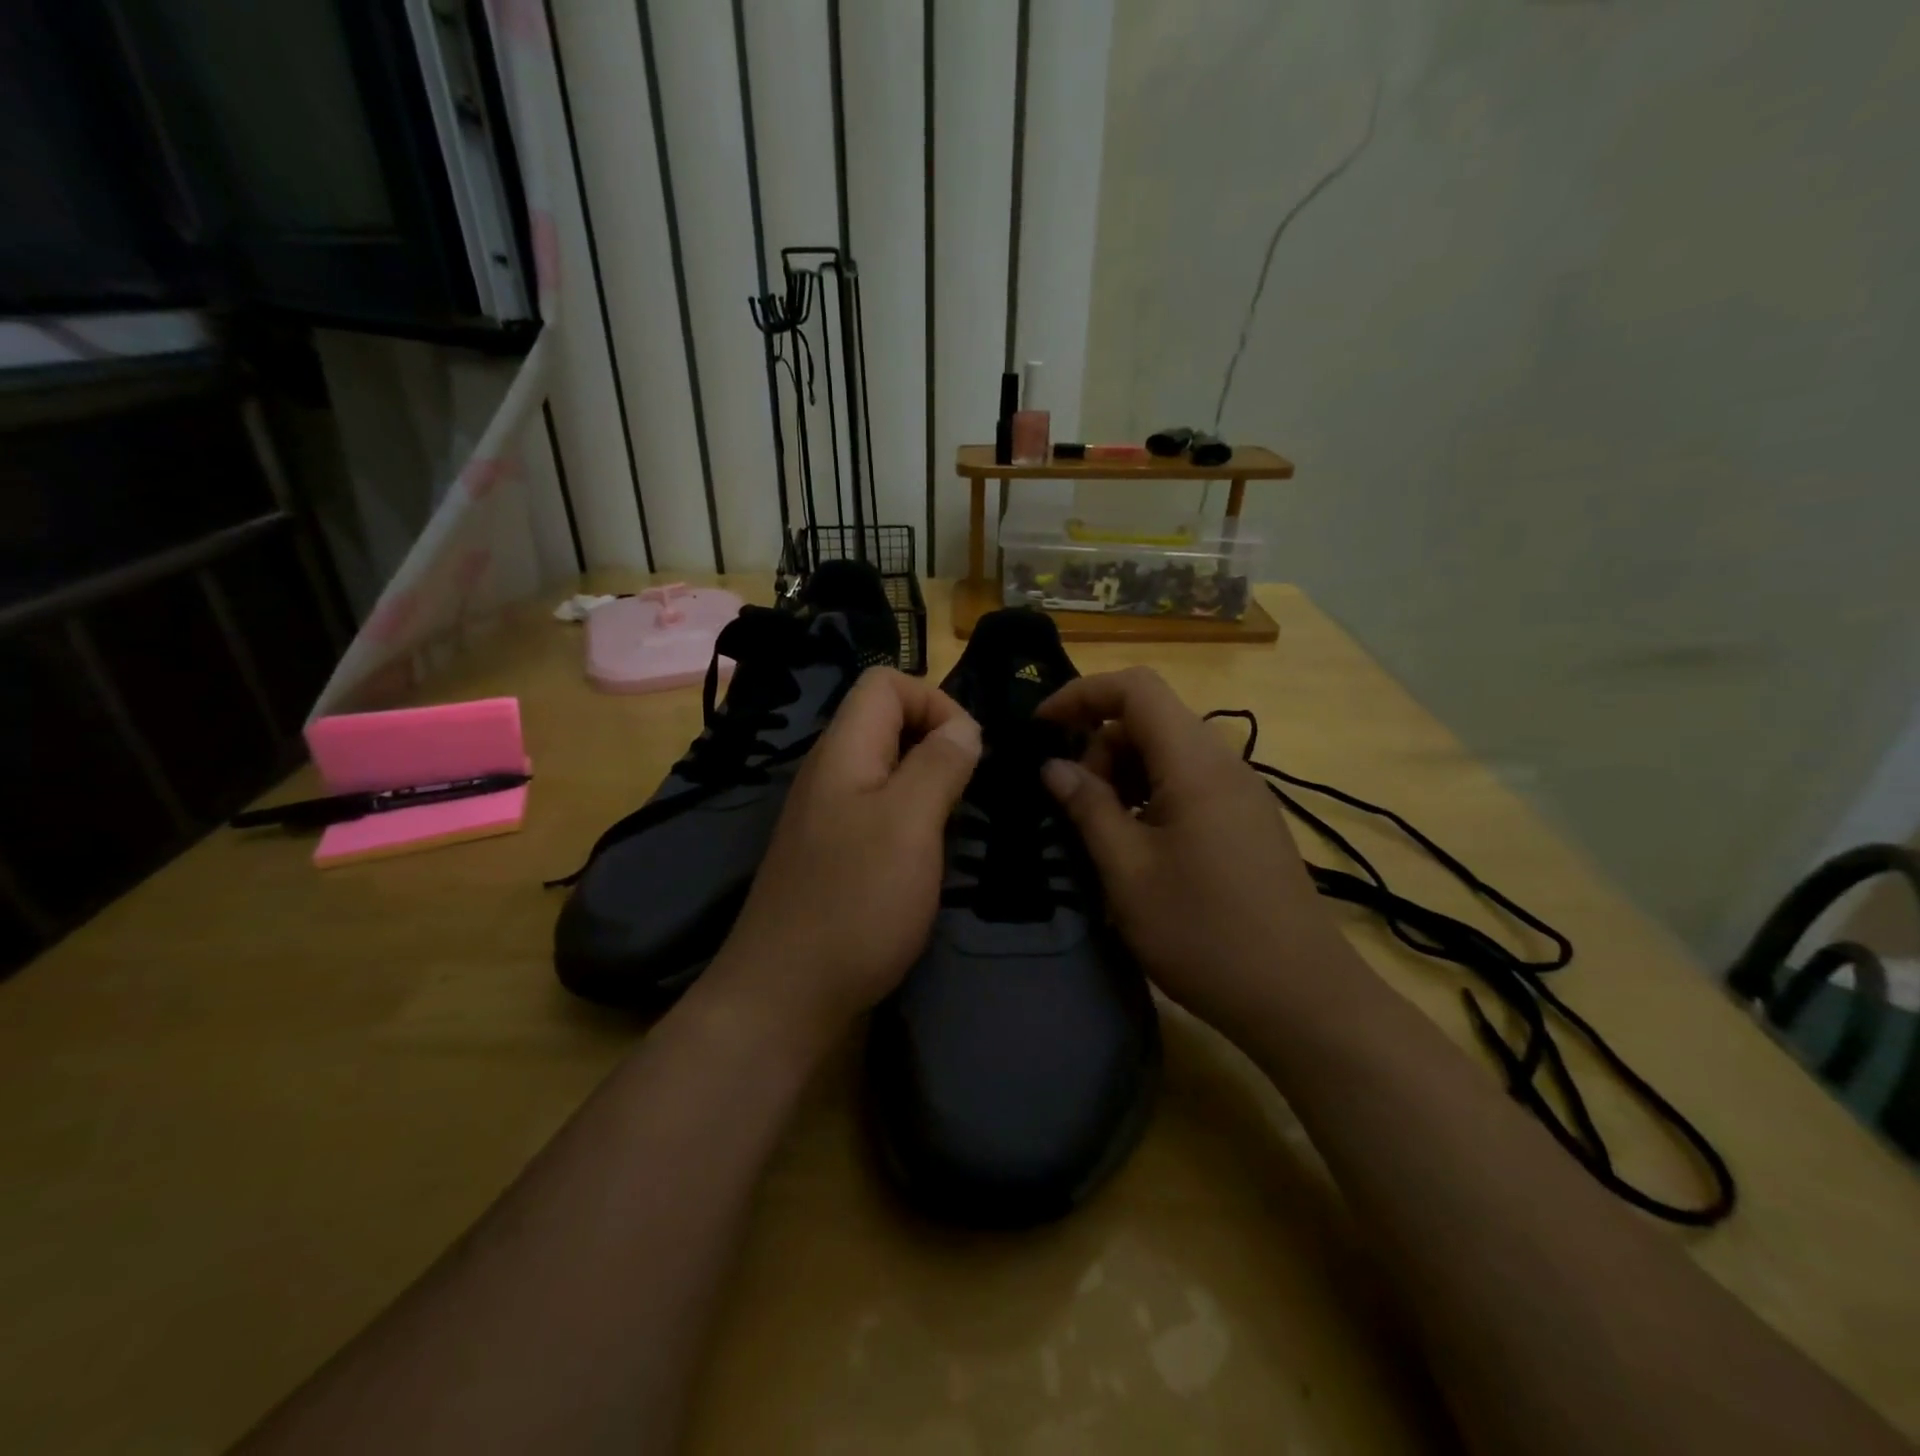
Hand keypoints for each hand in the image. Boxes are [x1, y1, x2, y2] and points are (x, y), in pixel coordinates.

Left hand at [707, 667, 980, 1052]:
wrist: (786, 997)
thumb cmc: (855, 903)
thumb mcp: (909, 823)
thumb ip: (938, 764)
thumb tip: (964, 726)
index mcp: (843, 752)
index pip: (886, 683)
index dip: (935, 701)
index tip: (968, 752)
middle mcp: (829, 773)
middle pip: (886, 721)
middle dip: (936, 741)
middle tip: (967, 791)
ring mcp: (827, 816)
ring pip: (886, 768)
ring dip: (927, 782)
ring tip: (955, 823)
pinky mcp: (832, 854)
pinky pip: (878, 810)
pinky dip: (911, 817)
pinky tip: (926, 856)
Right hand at [1037, 667, 1357, 1044]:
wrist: (1301, 998)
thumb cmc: (1204, 933)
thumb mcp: (1128, 872)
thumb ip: (1088, 808)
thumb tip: (1054, 767)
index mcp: (1195, 764)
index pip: (1136, 688)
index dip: (1081, 694)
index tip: (1040, 727)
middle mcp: (1224, 764)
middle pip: (1150, 720)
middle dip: (1100, 746)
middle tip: (1076, 806)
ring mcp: (1241, 793)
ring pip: (1168, 753)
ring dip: (1124, 775)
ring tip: (1103, 831)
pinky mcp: (1247, 821)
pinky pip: (1189, 783)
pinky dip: (1151, 795)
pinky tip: (1140, 847)